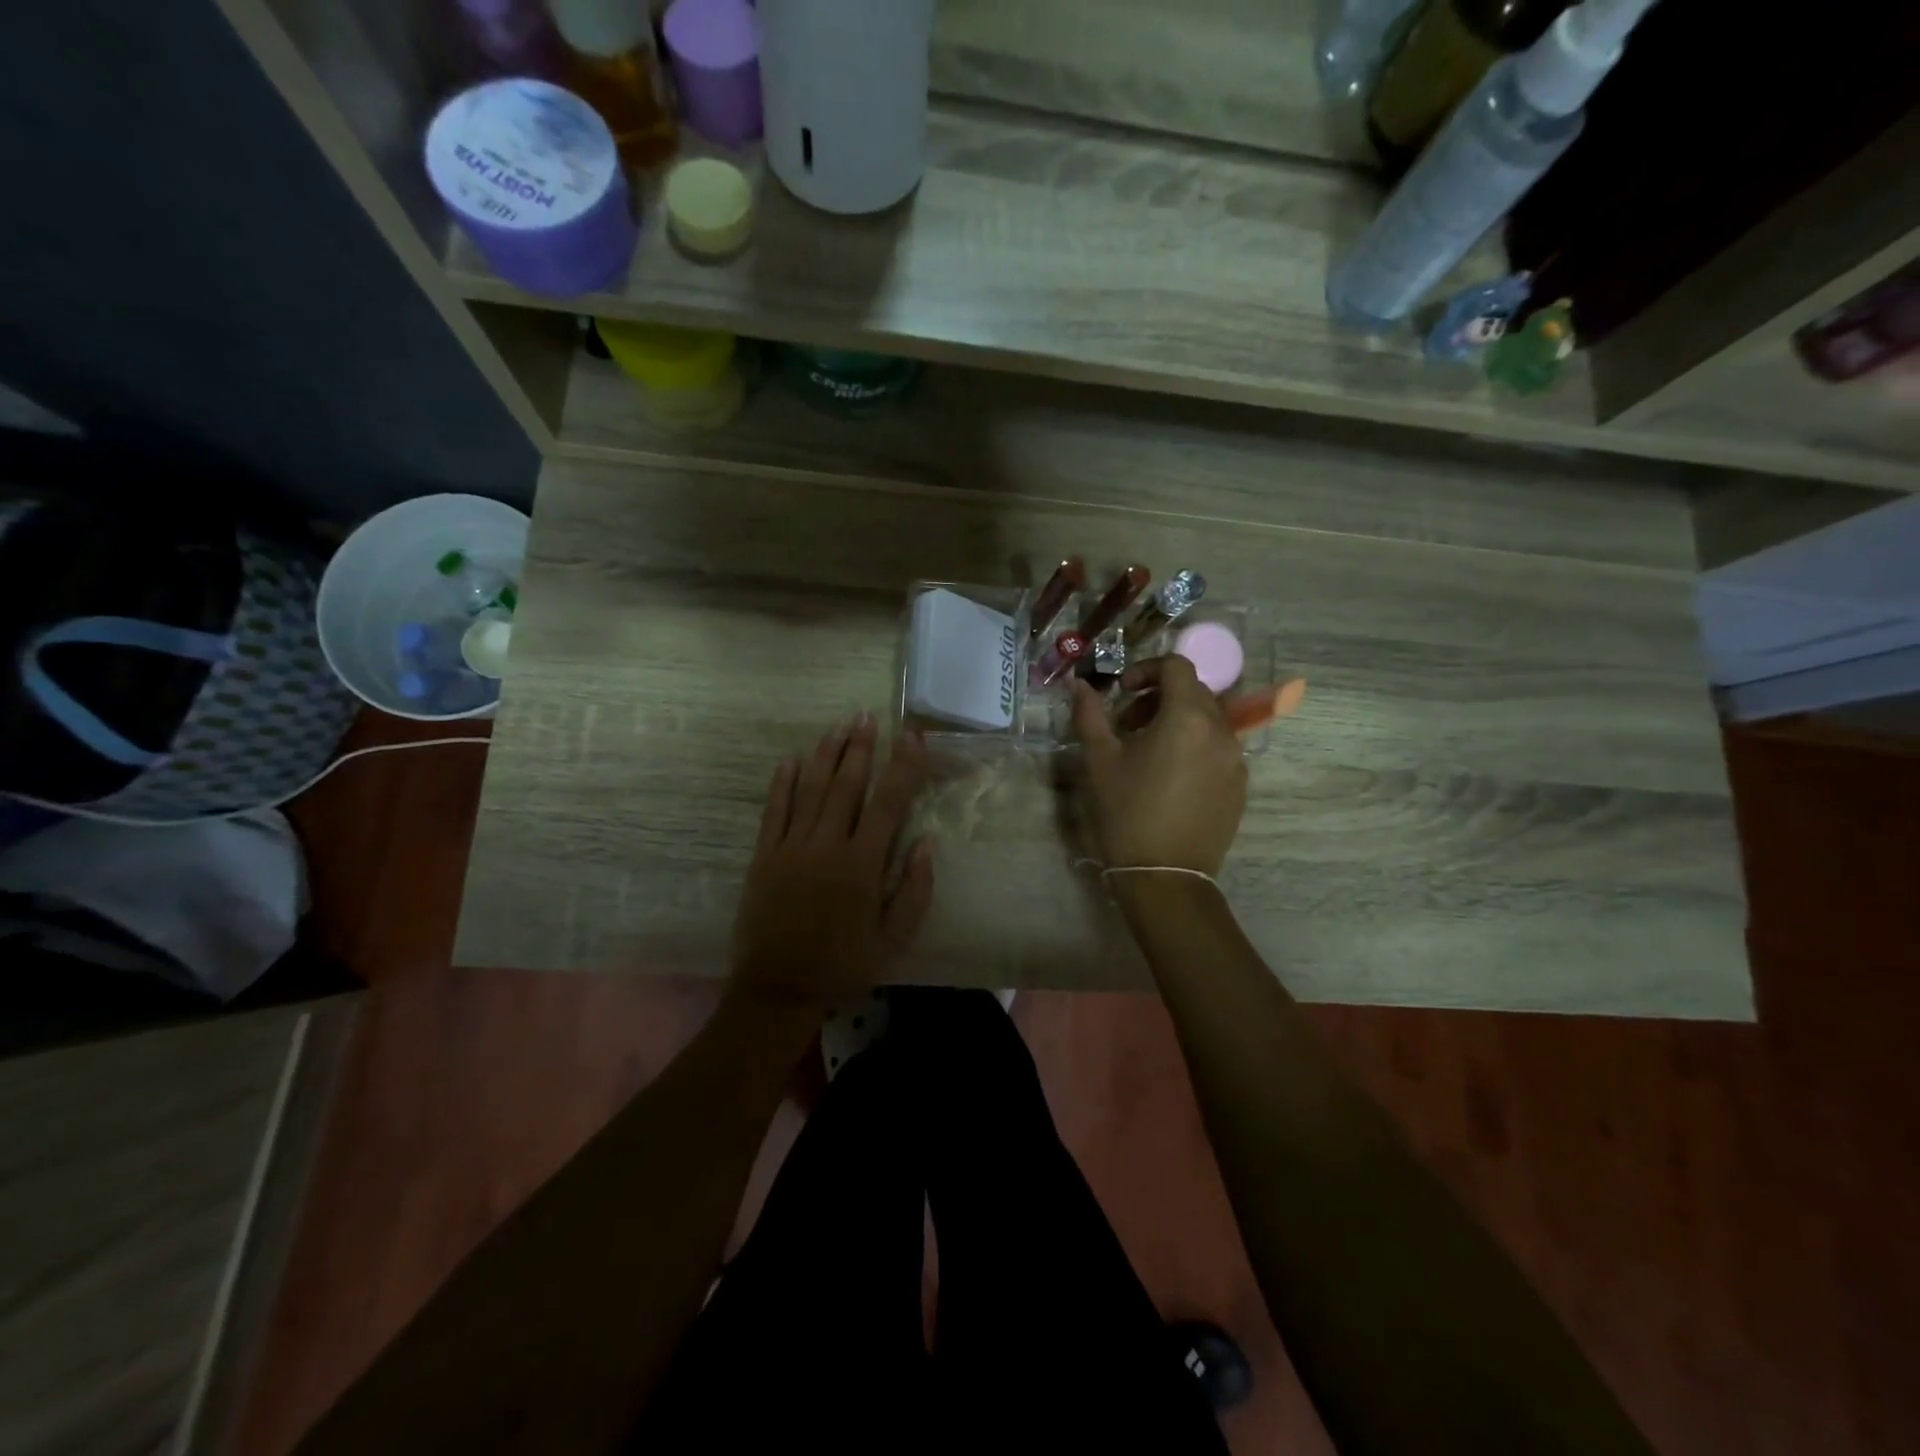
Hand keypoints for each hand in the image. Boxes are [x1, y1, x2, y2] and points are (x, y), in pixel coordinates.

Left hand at [730, 713, 933, 1013]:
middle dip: (860, 747)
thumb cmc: (844, 964)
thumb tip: (927, 842)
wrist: (779, 988)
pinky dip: (782, 782)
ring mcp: (792, 847)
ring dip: (825, 754)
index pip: (889, 802)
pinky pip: (774, 810)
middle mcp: (828, 845)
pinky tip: (790, 759)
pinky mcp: (765, 855)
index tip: (912, 736)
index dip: (903, 766)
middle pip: (846, 784)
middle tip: (866, 715)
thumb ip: (914, 890)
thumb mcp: (893, 939)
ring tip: (838, 726)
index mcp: (863, 864)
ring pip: (811, 789)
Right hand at [1070, 656, 1247, 874]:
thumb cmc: (1127, 813)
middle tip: (1128, 723)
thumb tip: (1077, 685)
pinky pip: (1219, 748)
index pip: (1177, 667)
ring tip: (1148, 750)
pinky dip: (1195, 745)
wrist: (1165, 876)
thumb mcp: (1100, 761)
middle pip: (1195, 691)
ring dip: (1178, 720)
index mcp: (1187, 718)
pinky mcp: (1240, 785)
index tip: (1122, 692)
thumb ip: (1089, 715)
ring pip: (1209, 720)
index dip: (1146, 669)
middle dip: (1160, 696)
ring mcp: (1236, 760)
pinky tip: (1170, 776)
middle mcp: (1221, 731)